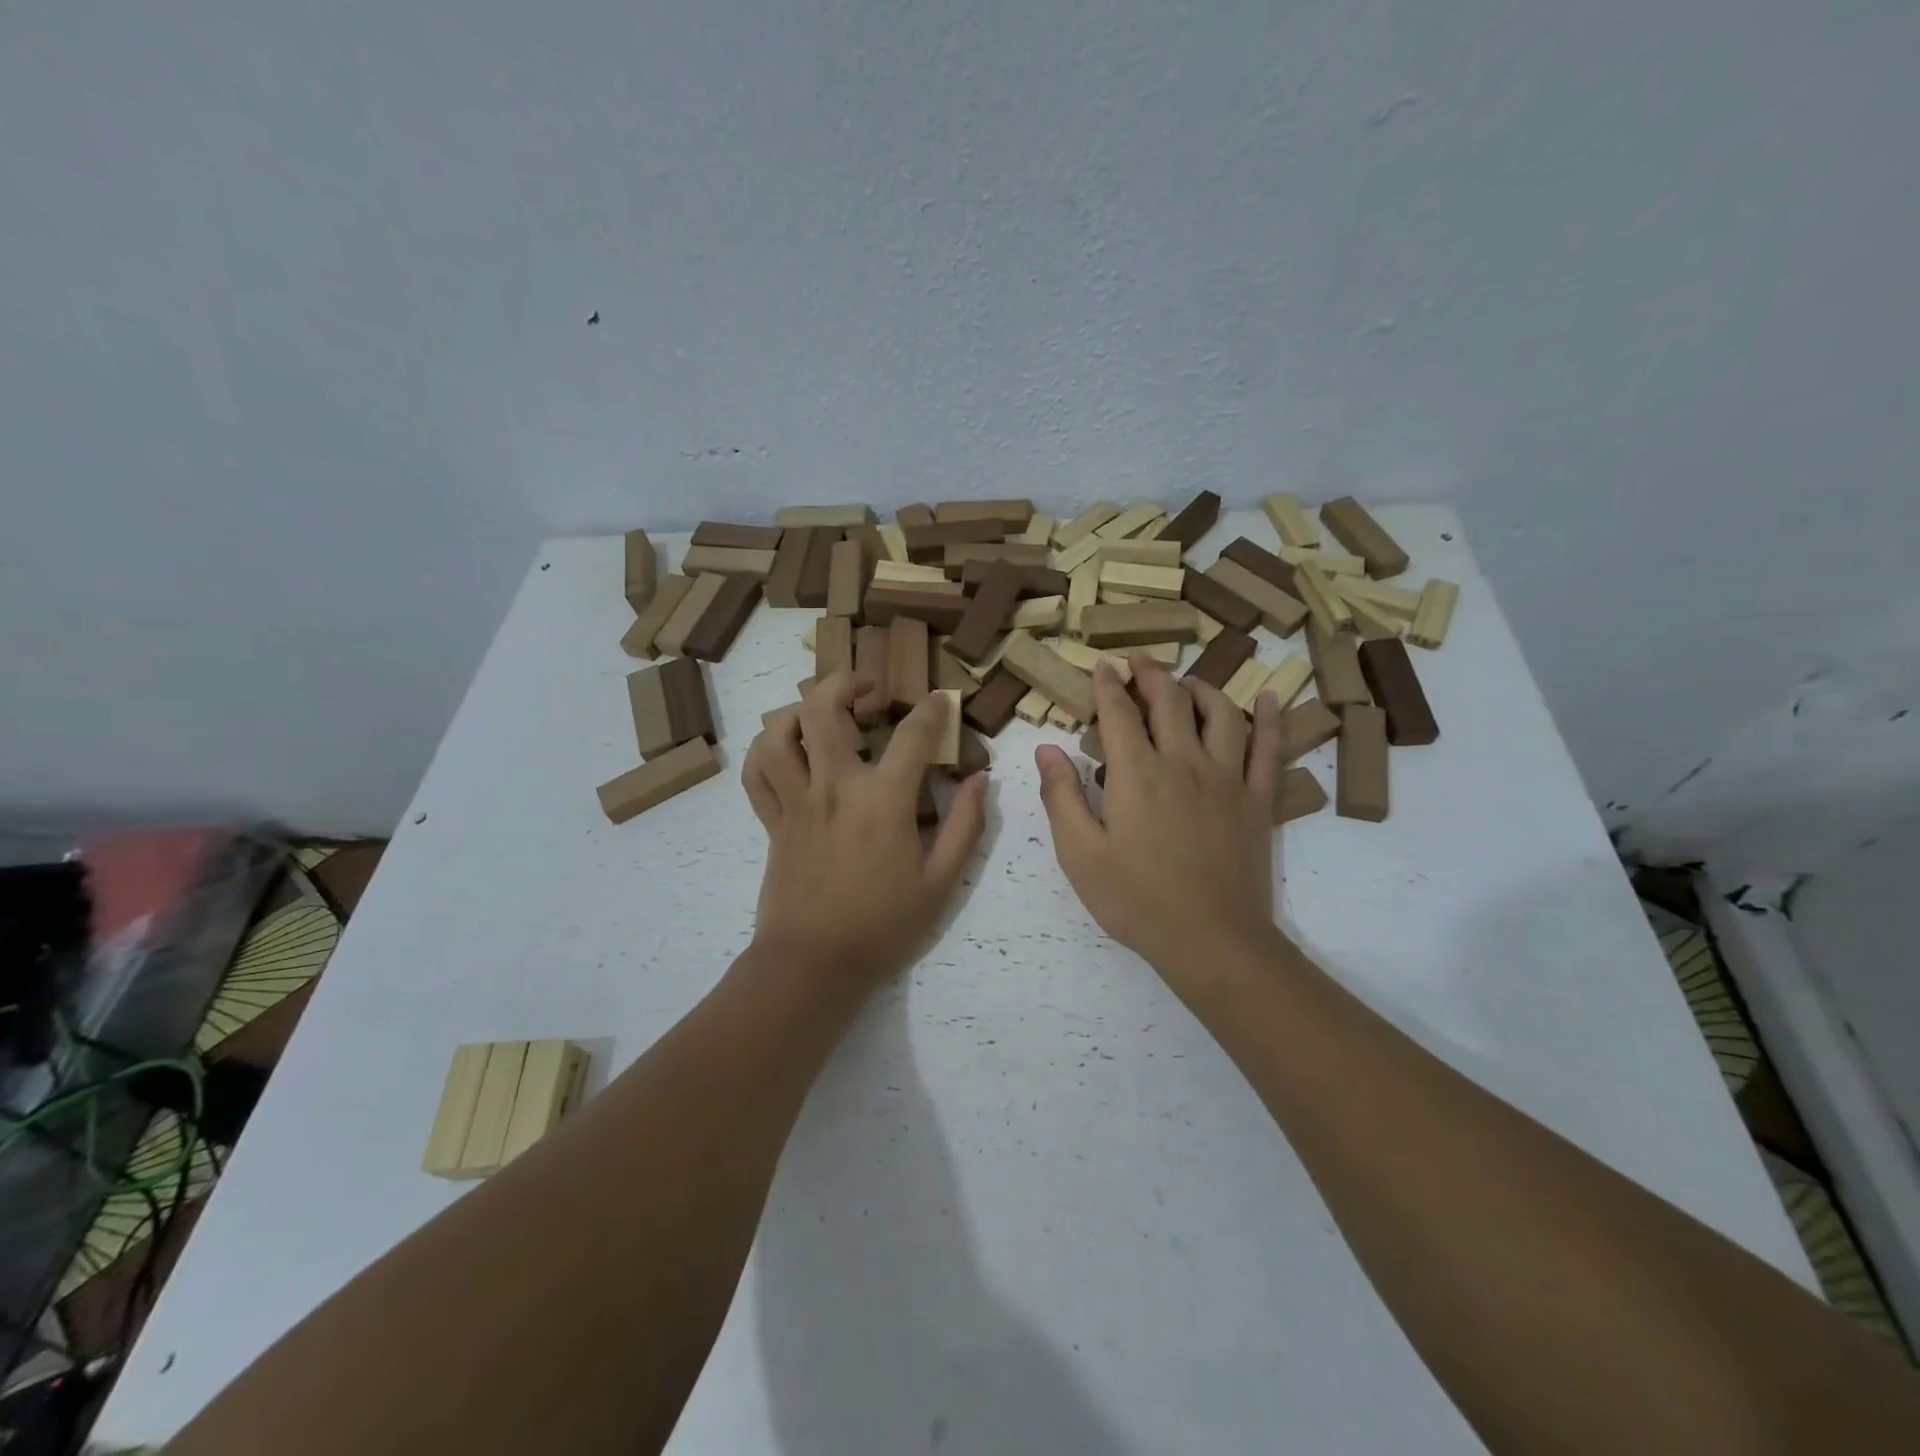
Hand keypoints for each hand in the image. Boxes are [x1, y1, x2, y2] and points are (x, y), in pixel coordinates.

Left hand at [741, 672, 987, 993]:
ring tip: (822, 712)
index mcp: (883, 800)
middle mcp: (835, 787)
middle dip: (846, 682)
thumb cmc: (884, 925)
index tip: (941, 700)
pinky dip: (766, 750)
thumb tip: (980, 779)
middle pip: (823, 709)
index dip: (932, 708)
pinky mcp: (773, 822)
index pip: (912, 734)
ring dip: (799, 709)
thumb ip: (965, 825)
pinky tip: (786, 749)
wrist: (814, 965)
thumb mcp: (941, 881)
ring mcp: (797, 802)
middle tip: (868, 687)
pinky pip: (757, 773)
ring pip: (779, 733)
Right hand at [1035, 657, 1283, 995]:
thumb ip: (1061, 795)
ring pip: (1221, 714)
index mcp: (1137, 773)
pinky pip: (1269, 749)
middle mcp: (1184, 762)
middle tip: (1140, 660)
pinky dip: (1271, 720)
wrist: (1210, 940)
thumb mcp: (1080, 853)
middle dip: (1152, 674)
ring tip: (1188, 681)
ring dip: (1202, 688)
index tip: (1101, 666)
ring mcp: (1228, 779)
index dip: (1107, 685)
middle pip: (1170, 701)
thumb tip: (1047, 747)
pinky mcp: (1258, 801)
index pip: (1119, 712)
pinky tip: (1271, 699)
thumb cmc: (1135, 899)